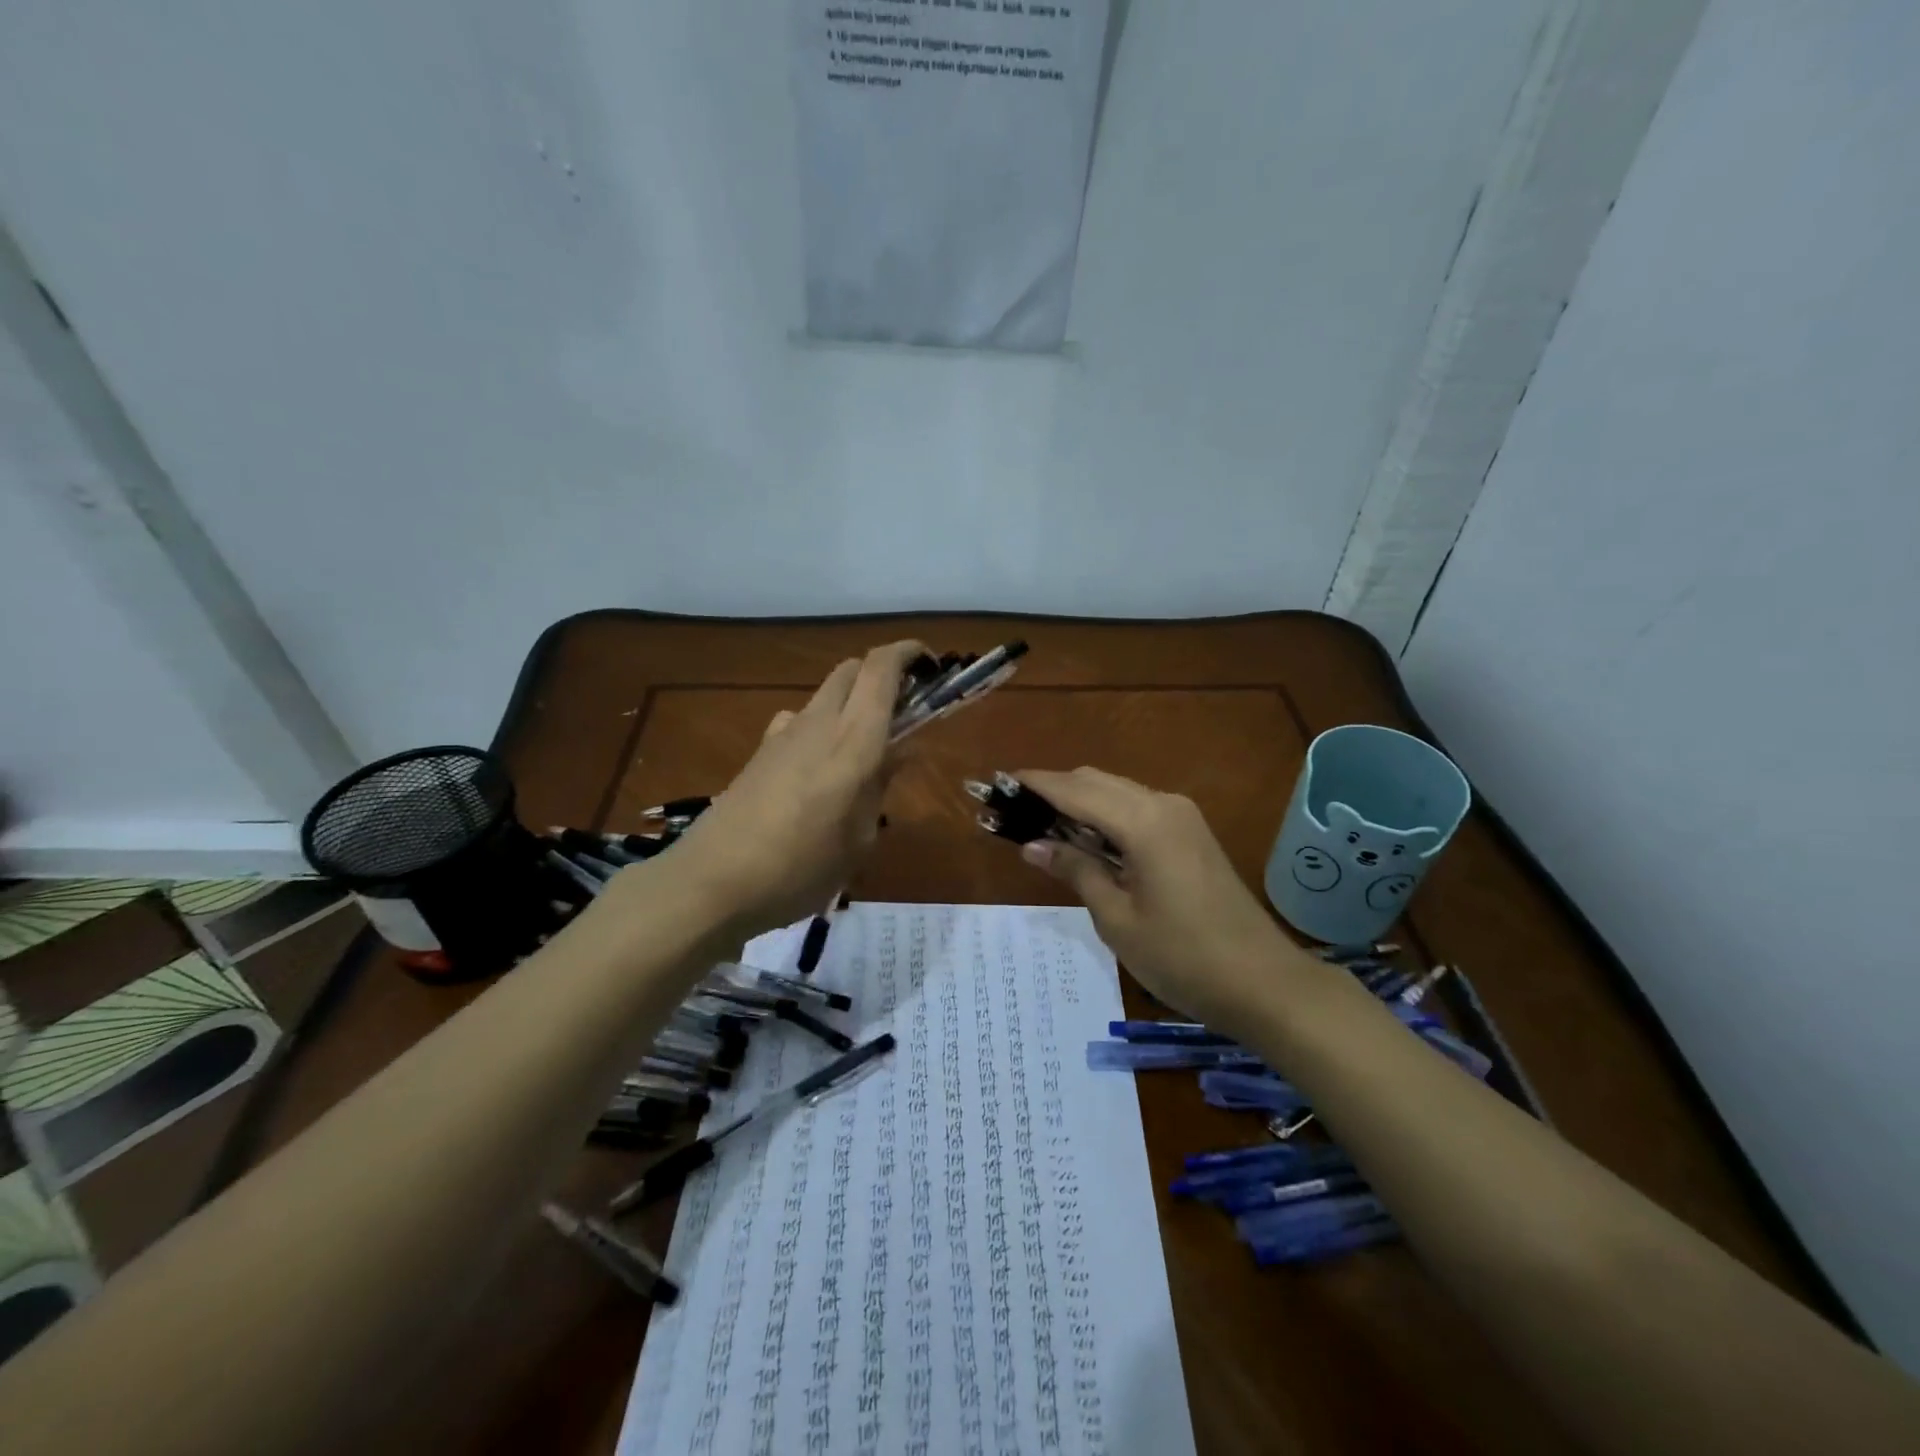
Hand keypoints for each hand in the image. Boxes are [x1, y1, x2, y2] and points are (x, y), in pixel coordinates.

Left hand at [661, 641, 922, 940]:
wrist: (712, 883)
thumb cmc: (801, 868)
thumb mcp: (859, 839)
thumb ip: (879, 787)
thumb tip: (899, 752)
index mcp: (853, 740)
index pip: (880, 669)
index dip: (907, 653)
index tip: (930, 664)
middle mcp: (818, 723)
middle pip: (851, 669)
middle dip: (881, 674)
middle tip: (904, 708)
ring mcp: (783, 734)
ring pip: (825, 694)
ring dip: (851, 702)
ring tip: (865, 748)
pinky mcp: (759, 752)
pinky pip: (800, 721)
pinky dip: (822, 727)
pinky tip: (820, 768)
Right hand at [1015, 768, 1317, 1038]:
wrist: (1264, 983)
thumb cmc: (1183, 958)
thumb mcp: (1117, 918)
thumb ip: (1075, 870)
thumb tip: (1032, 845)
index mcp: (1142, 821)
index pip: (1074, 790)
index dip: (1034, 784)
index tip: (997, 784)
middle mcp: (1162, 804)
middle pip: (1095, 781)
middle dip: (1053, 791)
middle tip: (1014, 815)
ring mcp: (1182, 816)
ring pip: (1116, 792)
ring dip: (1079, 803)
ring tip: (1042, 830)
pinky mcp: (1191, 833)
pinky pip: (1136, 809)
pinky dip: (1105, 816)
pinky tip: (1086, 843)